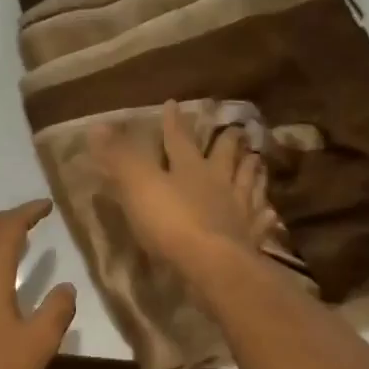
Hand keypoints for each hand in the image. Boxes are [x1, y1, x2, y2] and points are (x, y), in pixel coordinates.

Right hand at [90, 102, 278, 278]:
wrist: (214, 265)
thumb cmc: (173, 223)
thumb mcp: (138, 186)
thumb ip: (120, 157)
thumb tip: (98, 126)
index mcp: (190, 167)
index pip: (178, 138)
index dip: (173, 122)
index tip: (174, 103)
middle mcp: (219, 182)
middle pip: (226, 155)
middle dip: (228, 141)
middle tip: (236, 128)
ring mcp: (240, 208)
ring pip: (249, 181)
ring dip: (252, 169)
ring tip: (257, 159)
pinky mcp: (252, 236)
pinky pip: (261, 220)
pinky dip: (265, 213)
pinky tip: (270, 212)